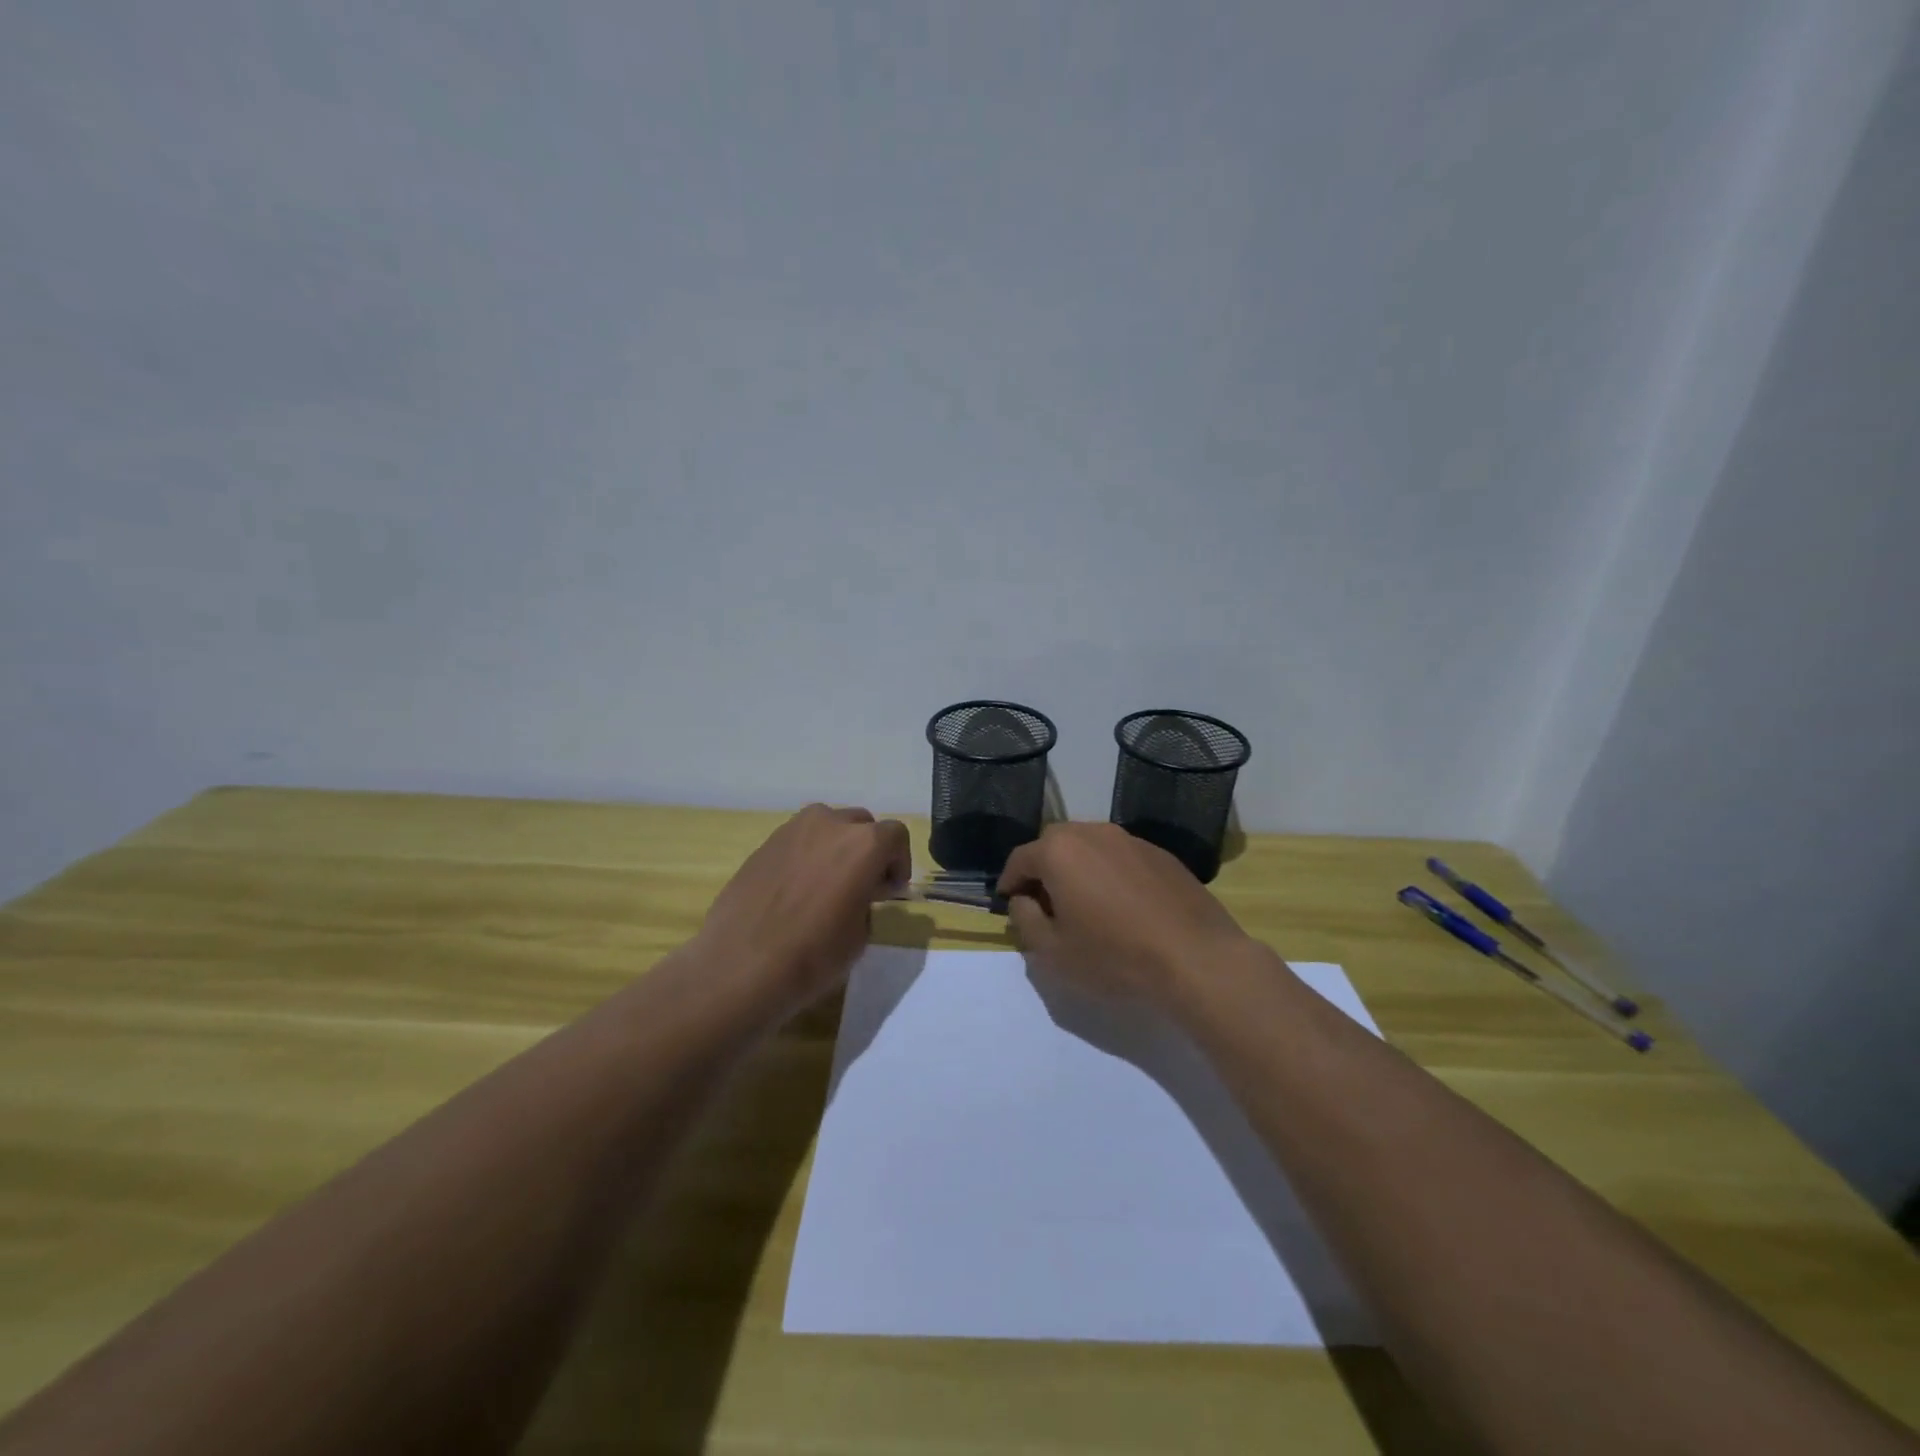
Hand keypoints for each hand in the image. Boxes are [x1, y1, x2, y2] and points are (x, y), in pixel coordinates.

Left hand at [697, 804, 911, 1007]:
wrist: (740, 965)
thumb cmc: (813, 955)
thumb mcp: (860, 935)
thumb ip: (866, 901)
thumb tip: (856, 894)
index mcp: (864, 844)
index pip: (895, 836)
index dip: (899, 862)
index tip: (890, 891)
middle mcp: (830, 824)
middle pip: (861, 824)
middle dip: (868, 850)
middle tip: (862, 885)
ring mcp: (792, 830)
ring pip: (826, 826)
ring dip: (836, 847)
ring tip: (827, 883)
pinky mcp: (764, 844)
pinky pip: (798, 841)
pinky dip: (806, 856)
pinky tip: (796, 890)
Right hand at [996, 822, 1254, 1006]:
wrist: (1195, 959)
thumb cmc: (1114, 956)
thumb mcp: (1052, 952)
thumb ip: (1025, 919)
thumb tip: (1024, 899)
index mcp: (1059, 851)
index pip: (1019, 859)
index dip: (1009, 883)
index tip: (1009, 904)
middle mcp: (1092, 833)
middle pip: (1054, 845)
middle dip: (1043, 870)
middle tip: (1045, 905)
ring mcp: (1131, 840)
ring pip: (1090, 848)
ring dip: (1078, 869)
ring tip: (1085, 905)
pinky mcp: (1161, 854)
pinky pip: (1121, 858)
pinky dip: (1110, 874)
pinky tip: (1122, 907)